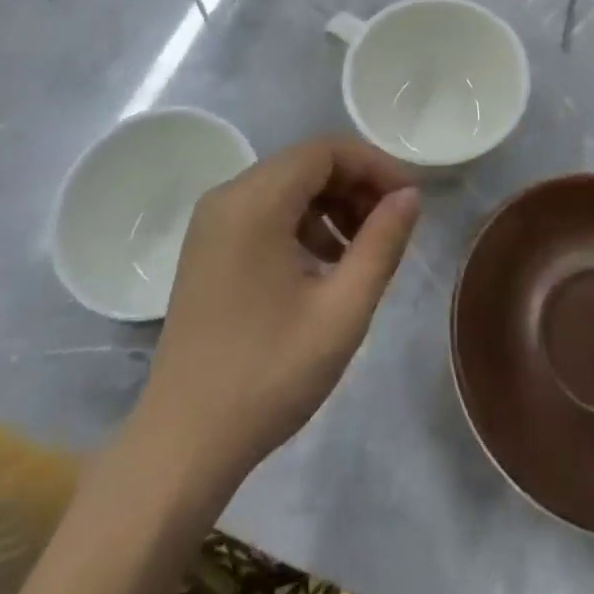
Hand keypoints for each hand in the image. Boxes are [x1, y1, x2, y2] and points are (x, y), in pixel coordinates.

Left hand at [137, 135, 420, 481]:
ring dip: (331, 205)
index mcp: (254, 201)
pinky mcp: (207, 247)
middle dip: (355, 185)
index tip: (409, 199)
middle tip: (392, 226)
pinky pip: (264, 211)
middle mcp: (227, 196)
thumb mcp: (341, 310)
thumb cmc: (268, 374)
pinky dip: (302, 223)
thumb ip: (381, 244)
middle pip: (305, 164)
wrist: (183, 443)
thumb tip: (410, 196)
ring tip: (363, 251)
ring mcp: (212, 222)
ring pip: (286, 187)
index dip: (374, 165)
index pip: (326, 150)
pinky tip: (324, 266)